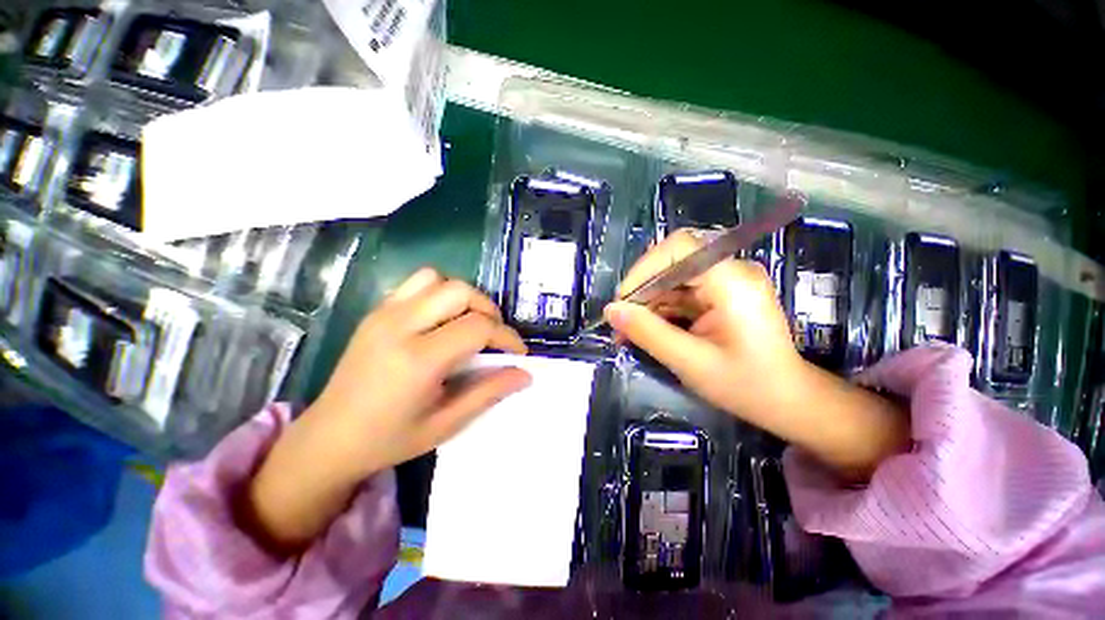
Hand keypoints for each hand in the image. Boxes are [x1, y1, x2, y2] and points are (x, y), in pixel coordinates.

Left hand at [247, 268, 530, 550]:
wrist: (328, 438)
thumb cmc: (390, 439)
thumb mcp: (446, 423)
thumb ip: (488, 392)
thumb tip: (525, 374)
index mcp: (418, 360)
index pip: (478, 327)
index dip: (506, 337)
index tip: (518, 353)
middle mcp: (400, 326)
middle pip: (461, 292)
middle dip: (489, 310)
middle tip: (494, 337)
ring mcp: (384, 314)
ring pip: (438, 279)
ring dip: (464, 297)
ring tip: (469, 323)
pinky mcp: (376, 311)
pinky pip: (416, 283)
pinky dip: (439, 293)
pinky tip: (442, 320)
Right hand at [606, 230, 802, 415]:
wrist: (787, 401)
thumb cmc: (747, 386)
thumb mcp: (690, 363)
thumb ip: (648, 333)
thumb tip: (611, 311)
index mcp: (732, 281)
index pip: (679, 248)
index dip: (644, 268)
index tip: (623, 302)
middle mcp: (730, 272)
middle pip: (672, 262)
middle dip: (641, 290)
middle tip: (620, 321)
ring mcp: (725, 282)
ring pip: (671, 279)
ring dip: (647, 303)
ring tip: (627, 331)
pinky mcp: (719, 294)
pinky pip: (679, 292)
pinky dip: (659, 310)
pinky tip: (645, 330)